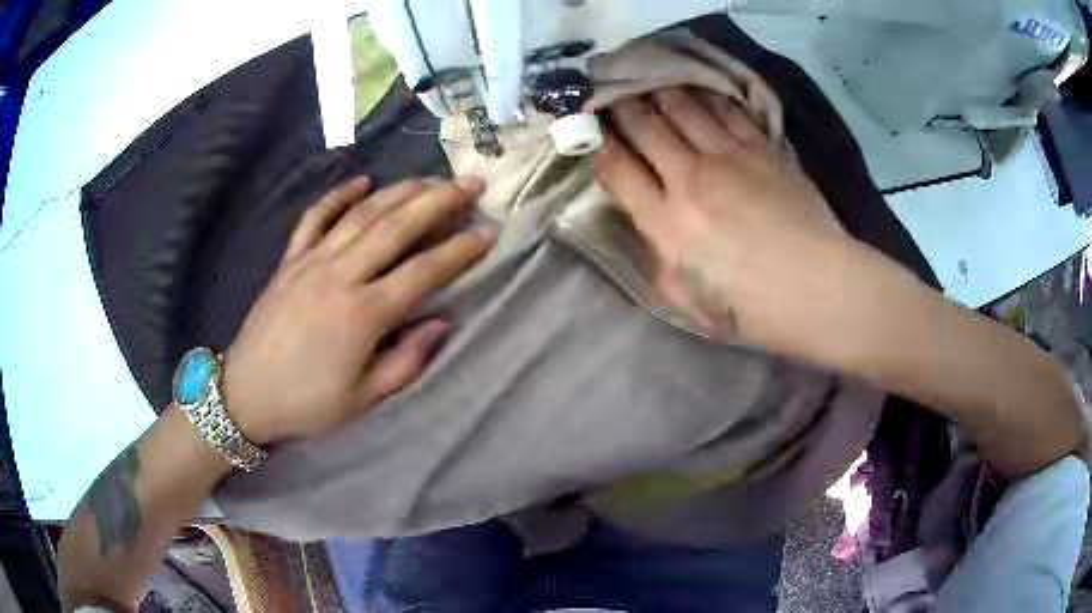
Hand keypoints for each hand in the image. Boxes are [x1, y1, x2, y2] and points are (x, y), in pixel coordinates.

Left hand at [222, 177, 494, 443]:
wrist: (245, 393)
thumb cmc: (306, 403)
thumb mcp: (362, 399)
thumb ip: (406, 361)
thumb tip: (441, 322)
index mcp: (363, 314)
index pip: (423, 271)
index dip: (460, 250)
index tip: (489, 233)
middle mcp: (340, 276)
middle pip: (397, 227)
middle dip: (439, 201)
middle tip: (470, 184)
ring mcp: (312, 261)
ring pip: (362, 213)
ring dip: (400, 190)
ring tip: (431, 178)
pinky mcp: (290, 259)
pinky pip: (315, 217)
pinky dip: (339, 195)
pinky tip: (362, 180)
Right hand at [595, 87, 849, 346]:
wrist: (821, 289)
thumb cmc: (754, 309)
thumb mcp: (689, 302)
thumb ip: (660, 259)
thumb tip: (651, 225)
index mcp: (668, 224)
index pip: (618, 168)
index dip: (598, 144)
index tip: (591, 131)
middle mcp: (691, 179)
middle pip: (646, 126)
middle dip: (623, 108)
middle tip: (614, 96)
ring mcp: (730, 157)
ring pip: (683, 108)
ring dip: (660, 93)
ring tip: (650, 85)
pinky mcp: (763, 150)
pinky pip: (726, 111)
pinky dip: (706, 97)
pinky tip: (698, 91)